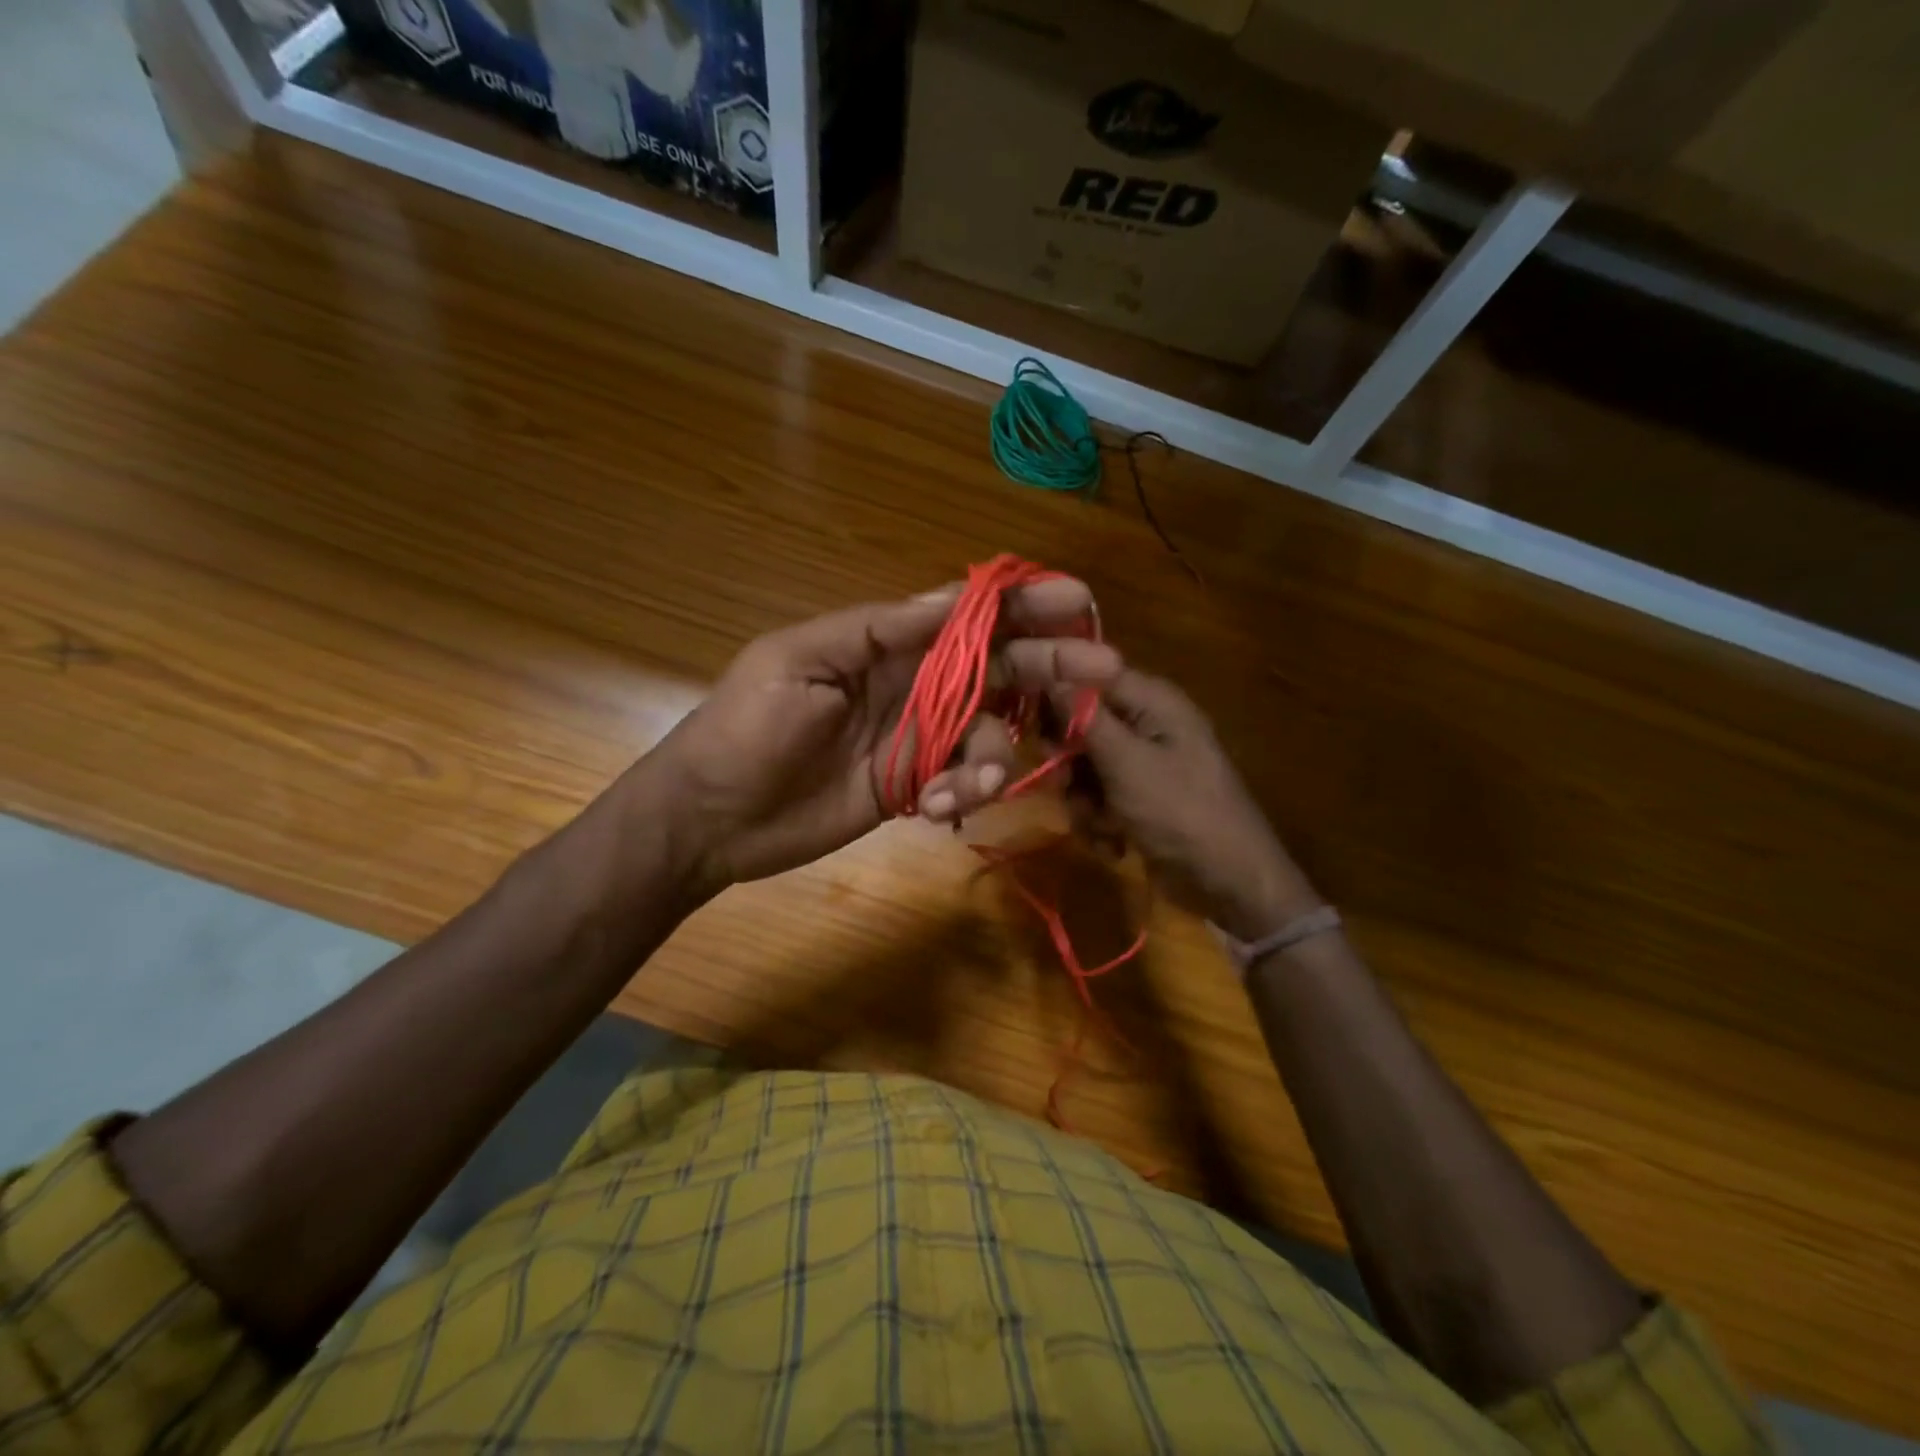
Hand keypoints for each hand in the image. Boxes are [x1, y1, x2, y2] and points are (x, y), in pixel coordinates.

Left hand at [639, 578, 1094, 890]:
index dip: (1022, 604)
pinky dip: (962, 795)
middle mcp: (911, 684)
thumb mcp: (800, 661)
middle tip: (1104, 672)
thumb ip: (879, 631)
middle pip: (997, 667)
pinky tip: (933, 811)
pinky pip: (962, 782)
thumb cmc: (746, 728)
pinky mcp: (911, 787)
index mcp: (885, 643)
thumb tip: (952, 597)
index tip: (1076, 600)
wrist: (711, 817)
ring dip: (994, 756)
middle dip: (1050, 665)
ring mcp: (915, 738)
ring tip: (969, 785)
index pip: (967, 615)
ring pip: (988, 733)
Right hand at [1007, 638, 1321, 939]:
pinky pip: (1100, 796)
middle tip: (1064, 785)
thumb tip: (1048, 672)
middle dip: (1069, 761)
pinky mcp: (1140, 797)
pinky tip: (1114, 843)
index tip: (1024, 718)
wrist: (1230, 883)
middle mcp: (1148, 724)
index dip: (1053, 691)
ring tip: (1101, 826)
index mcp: (1152, 702)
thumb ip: (1084, 718)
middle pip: (1082, 724)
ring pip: (1085, 766)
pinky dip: (1100, 820)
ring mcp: (1145, 763)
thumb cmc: (1182, 812)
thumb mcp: (1127, 764)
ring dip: (1083, 800)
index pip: (1088, 675)